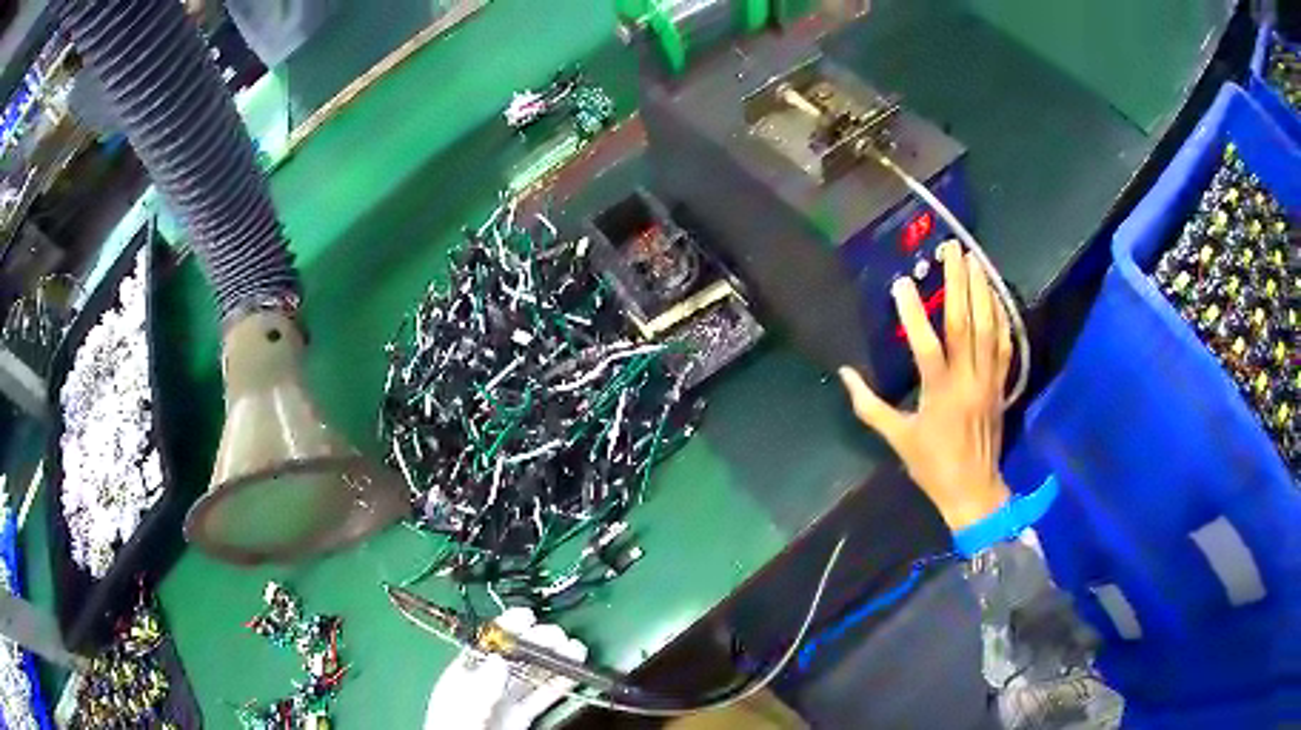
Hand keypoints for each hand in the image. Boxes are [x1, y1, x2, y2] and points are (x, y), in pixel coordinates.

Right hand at [840, 244, 1012, 529]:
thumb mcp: (897, 439)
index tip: (901, 283)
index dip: (913, 314)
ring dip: (982, 291)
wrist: (973, 491)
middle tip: (952, 249)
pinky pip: (1005, 346)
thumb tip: (846, 374)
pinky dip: (1002, 318)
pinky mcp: (1001, 385)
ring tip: (975, 260)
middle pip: (965, 324)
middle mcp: (967, 380)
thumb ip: (869, 406)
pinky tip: (996, 296)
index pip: (926, 346)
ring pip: (988, 328)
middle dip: (958, 283)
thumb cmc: (932, 466)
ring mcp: (989, 381)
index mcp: (939, 393)